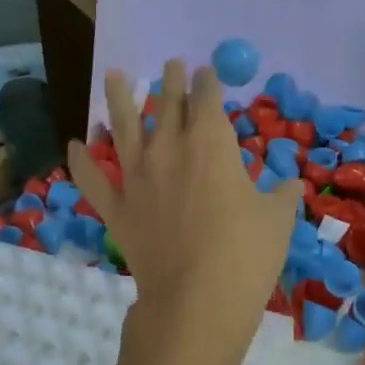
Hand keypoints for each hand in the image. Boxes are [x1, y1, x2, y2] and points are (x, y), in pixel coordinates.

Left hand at [69, 60, 300, 352]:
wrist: (196, 299)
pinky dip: (81, 161)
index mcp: (210, 143)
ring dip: (119, 99)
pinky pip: (92, 179)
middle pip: (167, 104)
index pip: (208, 99)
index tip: (207, 71)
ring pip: (122, 127)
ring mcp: (137, 177)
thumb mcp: (278, 219)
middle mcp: (169, 149)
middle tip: (171, 64)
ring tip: (115, 74)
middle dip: (172, 82)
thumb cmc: (246, 252)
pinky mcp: (117, 208)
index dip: (208, 82)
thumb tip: (290, 184)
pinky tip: (74, 145)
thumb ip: (282, 194)